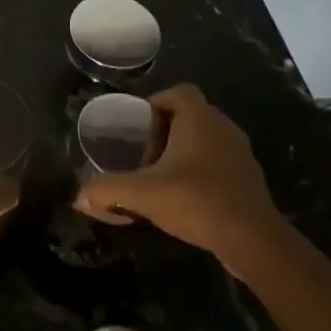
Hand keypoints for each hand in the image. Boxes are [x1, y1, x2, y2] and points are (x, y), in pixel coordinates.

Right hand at [73, 84, 282, 271]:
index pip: (178, 92)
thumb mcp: (143, 194)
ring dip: (183, 153)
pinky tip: (187, 199)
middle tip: (145, 158)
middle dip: (165, 132)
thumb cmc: (196, 200)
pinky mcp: (250, 178)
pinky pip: (219, 162)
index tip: (139, 130)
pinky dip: (201, 171)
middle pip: (190, 115)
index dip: (156, 104)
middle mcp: (223, 127)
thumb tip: (78, 198)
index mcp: (199, 118)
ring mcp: (241, 152)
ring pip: (206, 140)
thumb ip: (107, 190)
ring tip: (163, 180)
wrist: (253, 239)